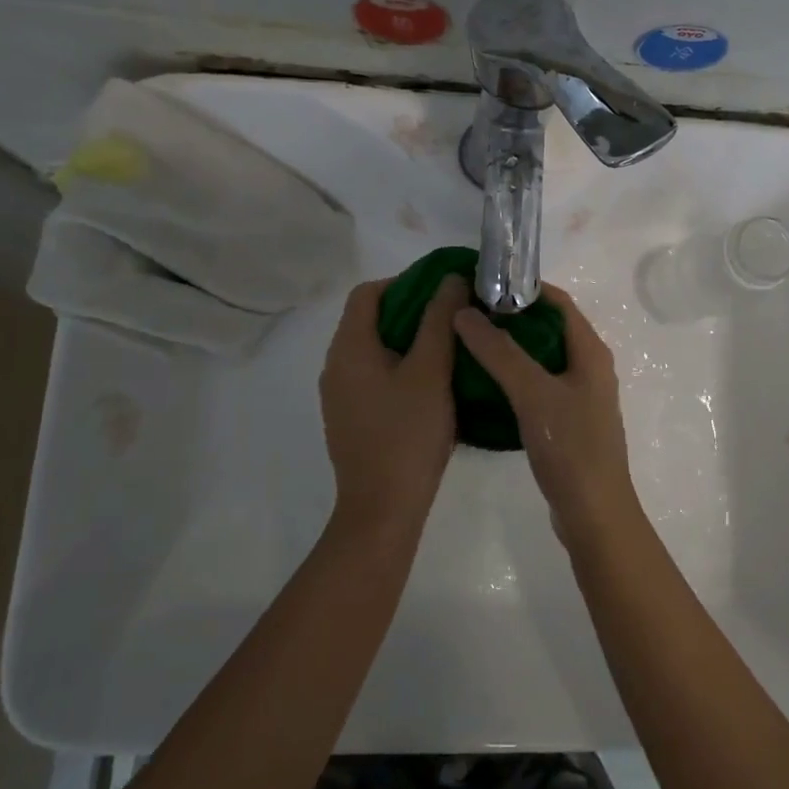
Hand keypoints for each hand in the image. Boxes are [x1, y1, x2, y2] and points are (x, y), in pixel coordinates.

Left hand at [318, 275, 467, 537]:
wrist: (382, 510)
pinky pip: (373, 376)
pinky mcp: (349, 418)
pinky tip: (431, 385)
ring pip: (373, 350)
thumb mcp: (432, 370)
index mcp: (349, 348)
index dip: (405, 282)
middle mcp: (335, 365)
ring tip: (448, 348)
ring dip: (407, 341)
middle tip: (453, 318)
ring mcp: (340, 395)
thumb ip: (439, 319)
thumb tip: (450, 279)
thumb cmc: (408, 434)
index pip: (368, 293)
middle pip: (369, 319)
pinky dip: (399, 368)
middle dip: (411, 312)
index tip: (442, 292)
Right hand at [453, 285, 639, 545]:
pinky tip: (484, 382)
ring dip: (509, 346)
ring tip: (468, 341)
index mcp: (590, 351)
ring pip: (541, 357)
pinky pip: (538, 383)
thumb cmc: (570, 447)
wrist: (594, 514)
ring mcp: (579, 394)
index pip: (557, 301)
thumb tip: (464, 312)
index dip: (523, 287)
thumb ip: (500, 352)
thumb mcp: (533, 394)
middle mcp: (588, 366)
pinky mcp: (567, 419)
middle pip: (548, 327)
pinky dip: (514, 375)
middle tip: (467, 312)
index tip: (483, 283)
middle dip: (510, 316)